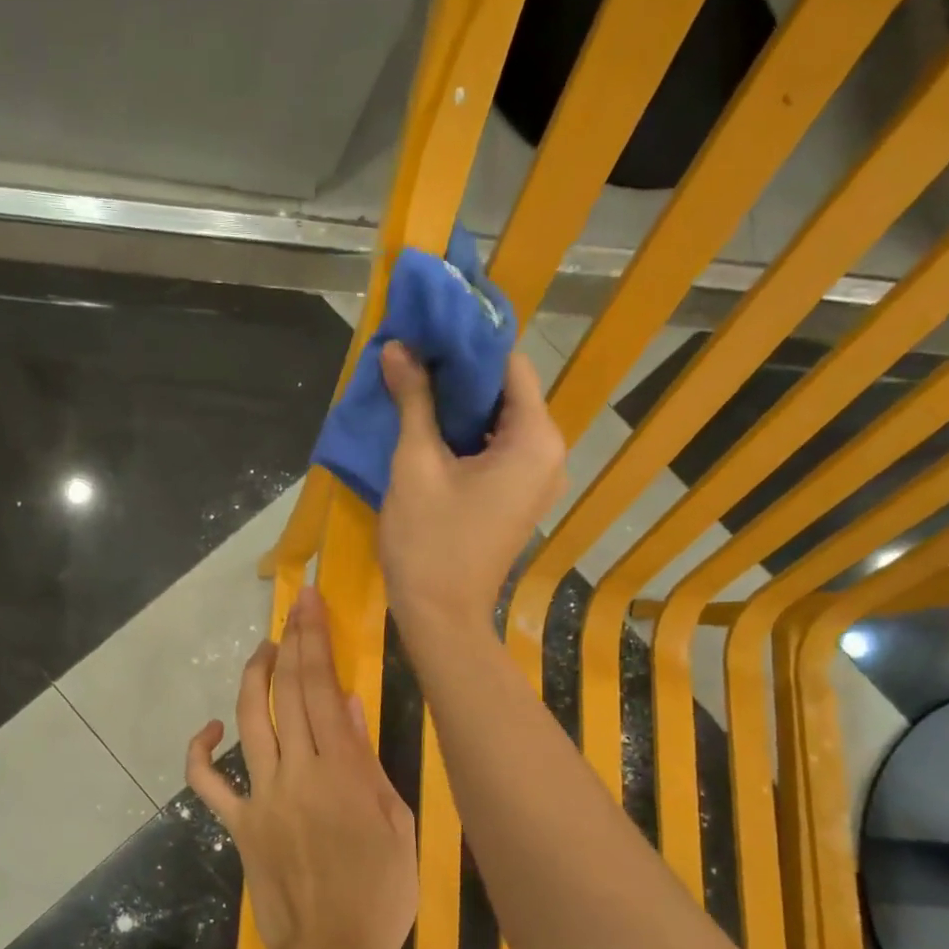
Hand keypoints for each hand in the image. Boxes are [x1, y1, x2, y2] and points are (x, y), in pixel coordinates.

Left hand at [186, 588, 417, 948]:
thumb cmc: (381, 894)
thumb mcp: (396, 822)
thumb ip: (367, 760)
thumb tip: (346, 704)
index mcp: (343, 770)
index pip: (323, 689)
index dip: (316, 641)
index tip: (310, 605)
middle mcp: (298, 772)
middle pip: (288, 694)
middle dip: (291, 643)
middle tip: (294, 610)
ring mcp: (262, 796)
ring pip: (250, 722)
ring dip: (253, 679)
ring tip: (264, 650)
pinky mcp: (239, 824)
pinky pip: (208, 783)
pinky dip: (201, 753)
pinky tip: (211, 729)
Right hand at [378, 341, 565, 643]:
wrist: (441, 617)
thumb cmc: (430, 541)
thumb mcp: (415, 465)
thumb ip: (413, 400)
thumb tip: (399, 347)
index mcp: (535, 439)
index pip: (509, 364)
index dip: (468, 345)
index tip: (428, 331)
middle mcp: (549, 453)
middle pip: (507, 392)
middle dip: (460, 375)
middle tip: (413, 358)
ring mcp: (536, 479)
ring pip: (499, 421)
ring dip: (459, 406)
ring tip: (413, 388)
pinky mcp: (518, 498)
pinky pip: (497, 450)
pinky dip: (466, 436)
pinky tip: (427, 429)